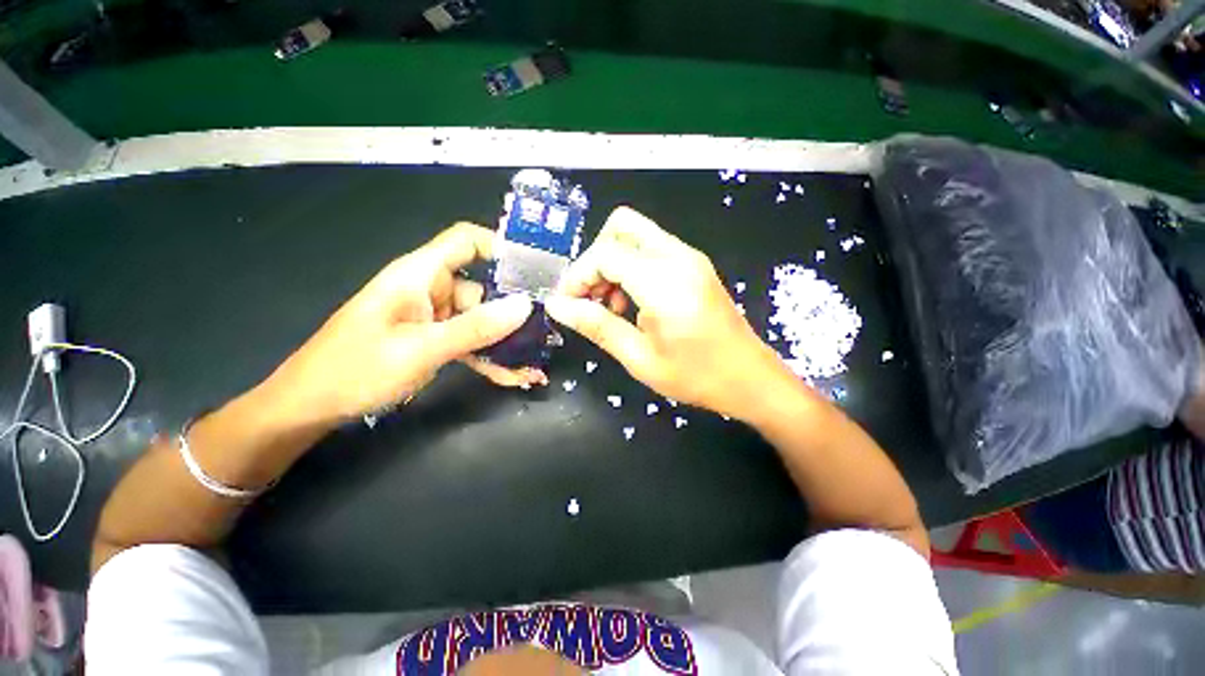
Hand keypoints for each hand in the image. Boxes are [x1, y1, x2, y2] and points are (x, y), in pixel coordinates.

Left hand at [267, 223, 541, 426]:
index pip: (466, 241)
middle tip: (547, 332)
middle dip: (514, 312)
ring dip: (505, 343)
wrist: (312, 406)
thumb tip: (524, 306)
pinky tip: (513, 377)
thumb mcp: (421, 348)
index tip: (536, 270)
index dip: (501, 247)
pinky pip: (470, 342)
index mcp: (420, 275)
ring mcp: (434, 317)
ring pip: (481, 321)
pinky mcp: (434, 339)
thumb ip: (475, 327)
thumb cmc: (356, 369)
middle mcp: (431, 290)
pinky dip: (489, 357)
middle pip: (484, 289)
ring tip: (534, 366)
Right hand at [545, 207, 789, 419]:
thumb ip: (596, 326)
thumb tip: (557, 306)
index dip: (578, 276)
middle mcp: (678, 257)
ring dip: (613, 262)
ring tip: (611, 306)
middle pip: (620, 226)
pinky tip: (633, 302)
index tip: (567, 304)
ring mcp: (690, 257)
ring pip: (636, 234)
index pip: (605, 254)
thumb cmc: (695, 375)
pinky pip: (652, 249)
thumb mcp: (639, 357)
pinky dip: (632, 266)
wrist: (749, 378)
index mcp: (663, 282)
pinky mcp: (694, 265)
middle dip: (595, 259)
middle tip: (590, 297)